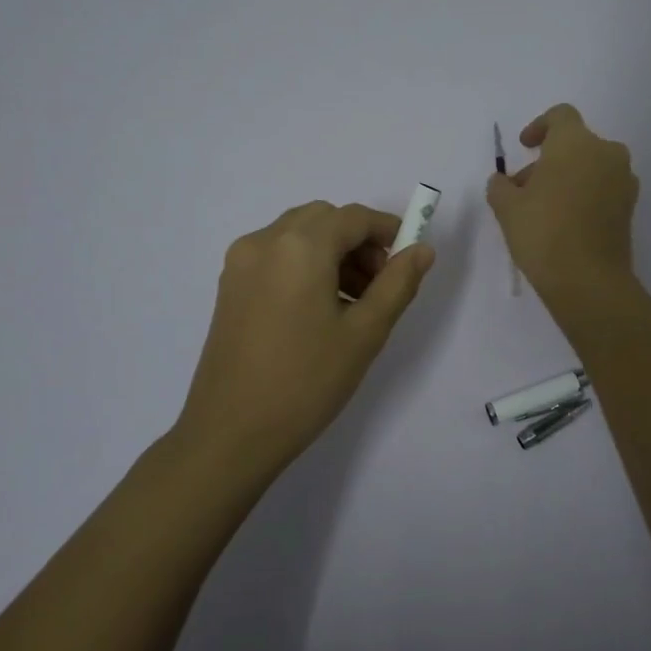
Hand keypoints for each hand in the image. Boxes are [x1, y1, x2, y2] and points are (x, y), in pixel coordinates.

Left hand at [174, 200, 434, 476]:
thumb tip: (422, 250)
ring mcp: (240, 262)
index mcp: (300, 247)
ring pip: (298, 235)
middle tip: (379, 285)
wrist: (231, 432)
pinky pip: (276, 255)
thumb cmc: (306, 382)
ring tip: (352, 302)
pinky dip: (305, 264)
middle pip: (323, 219)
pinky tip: (318, 308)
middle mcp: (264, 241)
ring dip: (331, 252)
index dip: (387, 231)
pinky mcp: (229, 285)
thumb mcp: (365, 333)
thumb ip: (398, 284)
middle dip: (358, 241)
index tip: (408, 259)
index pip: (353, 217)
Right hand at [487, 103, 639, 308]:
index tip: (524, 147)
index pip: (560, 116)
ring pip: (590, 167)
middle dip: (548, 160)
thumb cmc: (543, 232)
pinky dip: (584, 195)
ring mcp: (623, 181)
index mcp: (576, 143)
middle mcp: (606, 153)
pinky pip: (603, 188)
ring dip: (567, 178)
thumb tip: (504, 182)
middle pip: (575, 144)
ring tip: (542, 209)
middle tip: (524, 189)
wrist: (588, 280)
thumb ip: (500, 186)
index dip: (539, 126)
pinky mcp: (630, 208)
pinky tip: (564, 222)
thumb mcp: (506, 207)